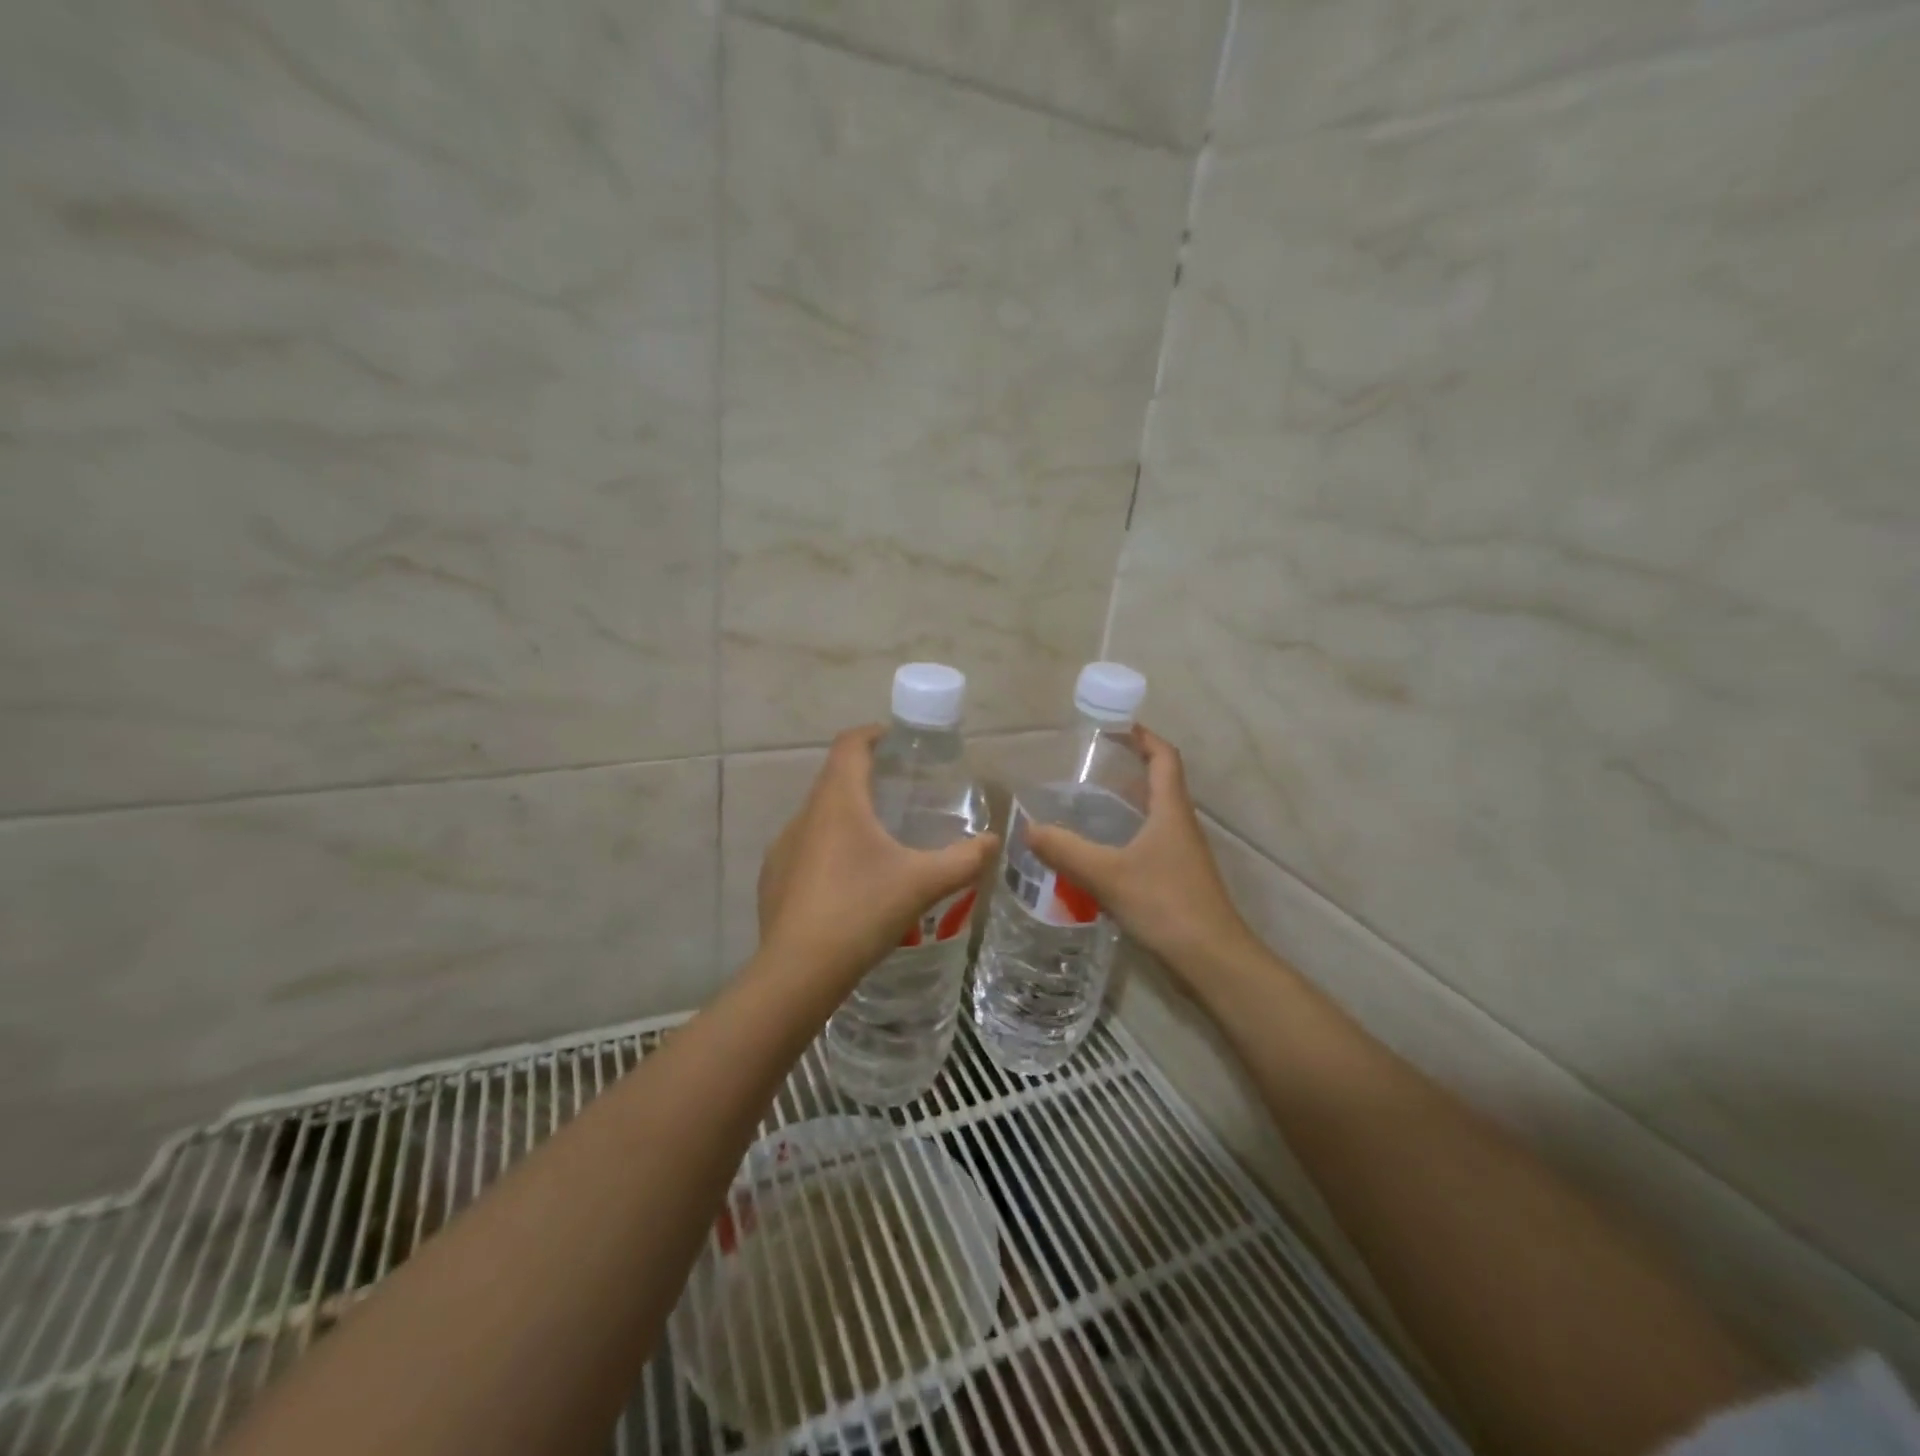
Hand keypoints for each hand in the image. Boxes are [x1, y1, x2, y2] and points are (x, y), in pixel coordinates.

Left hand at [757, 726, 1000, 986]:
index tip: (896, 741)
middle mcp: (804, 816)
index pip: (849, 745)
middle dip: (866, 778)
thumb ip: (964, 860)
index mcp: (837, 802)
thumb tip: (994, 842)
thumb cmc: (862, 911)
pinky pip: (806, 850)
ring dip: (847, 817)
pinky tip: (850, 885)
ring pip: (819, 817)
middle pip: (834, 779)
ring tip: (880, 842)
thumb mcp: (923, 884)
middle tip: (901, 793)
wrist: (798, 972)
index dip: (872, 734)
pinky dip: (830, 851)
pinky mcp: (774, 879)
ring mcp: (783, 848)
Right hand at [1023, 727, 1255, 979]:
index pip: (1164, 757)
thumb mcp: (1107, 874)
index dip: (1144, 737)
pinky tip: (1099, 852)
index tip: (1115, 726)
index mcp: (1171, 810)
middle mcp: (1180, 825)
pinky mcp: (1177, 879)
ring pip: (1153, 815)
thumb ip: (1066, 850)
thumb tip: (1029, 828)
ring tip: (1085, 803)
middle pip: (1159, 782)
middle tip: (1088, 765)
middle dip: (1128, 768)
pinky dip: (1125, 835)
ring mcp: (1181, 854)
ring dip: (1126, 803)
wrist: (1211, 959)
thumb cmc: (1165, 904)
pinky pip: (1149, 842)